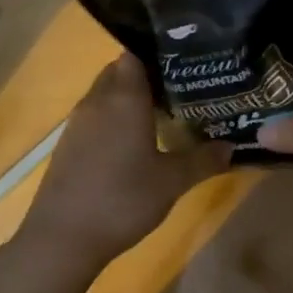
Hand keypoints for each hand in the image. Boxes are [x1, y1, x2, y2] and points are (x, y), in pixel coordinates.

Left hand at [18, 54, 228, 271]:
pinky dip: (112, 118)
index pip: (135, 53)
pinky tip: (132, 142)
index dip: (157, 53)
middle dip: (146, 75)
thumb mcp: (172, 182)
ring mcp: (78, 121)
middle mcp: (98, 100)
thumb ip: (203, 160)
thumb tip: (231, 146)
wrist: (61, 239)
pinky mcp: (67, 143)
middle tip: (178, 88)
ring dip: (128, 97)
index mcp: (124, 97)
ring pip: (106, 93)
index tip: (182, 61)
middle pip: (120, 70)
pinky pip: (94, 115)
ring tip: (160, 113)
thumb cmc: (122, 200)